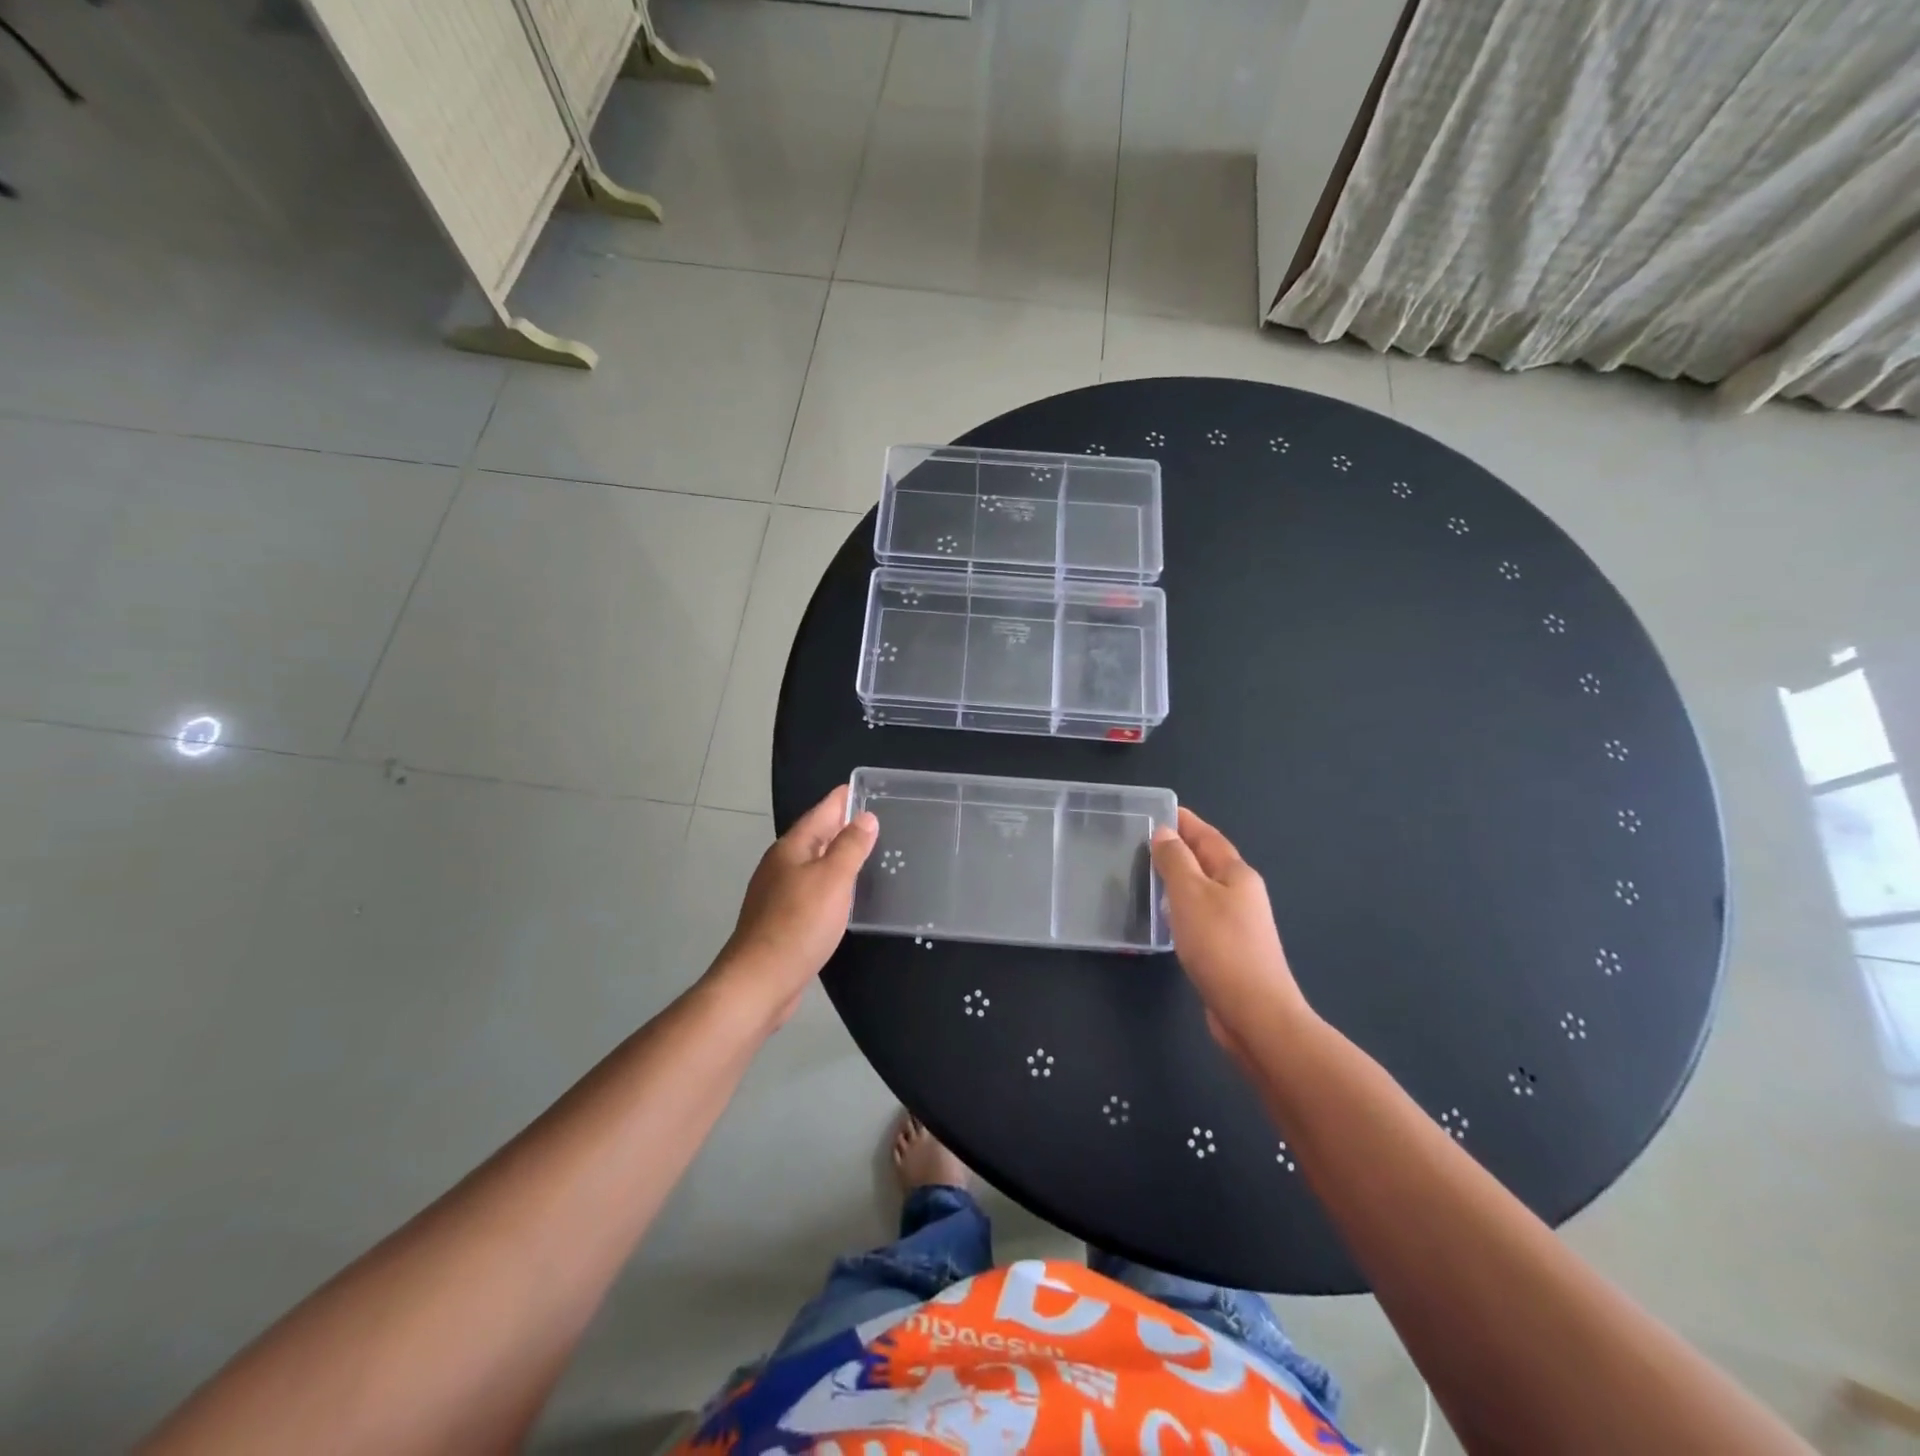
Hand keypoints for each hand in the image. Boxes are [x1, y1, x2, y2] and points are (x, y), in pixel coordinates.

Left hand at [711, 785, 877, 1026]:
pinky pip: (811, 889)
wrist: (759, 981)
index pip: (821, 813)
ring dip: (836, 855)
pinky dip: (830, 883)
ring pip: (812, 863)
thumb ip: (850, 847)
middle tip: (873, 817)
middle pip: (814, 836)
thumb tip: (865, 817)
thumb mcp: (832, 880)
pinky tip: (844, 894)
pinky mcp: (781, 919)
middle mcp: (781, 865)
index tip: (862, 786)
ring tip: (865, 852)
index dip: (841, 799)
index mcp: (791, 849)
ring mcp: (778, 893)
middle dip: (840, 825)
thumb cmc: (798, 924)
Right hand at [1152, 807, 1313, 1057]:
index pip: (1208, 837)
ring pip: (1203, 889)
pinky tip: (1165, 917)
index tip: (1160, 809)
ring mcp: (1238, 924)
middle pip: (1208, 861)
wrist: (1254, 1012)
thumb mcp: (1190, 895)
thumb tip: (1164, 833)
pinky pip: (1200, 915)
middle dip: (1180, 848)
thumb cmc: (1220, 946)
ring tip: (1148, 873)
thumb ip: (1175, 861)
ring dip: (1179, 878)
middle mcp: (1242, 894)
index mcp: (1237, 874)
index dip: (1185, 822)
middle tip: (1144, 840)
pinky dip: (1181, 907)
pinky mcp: (1228, 950)